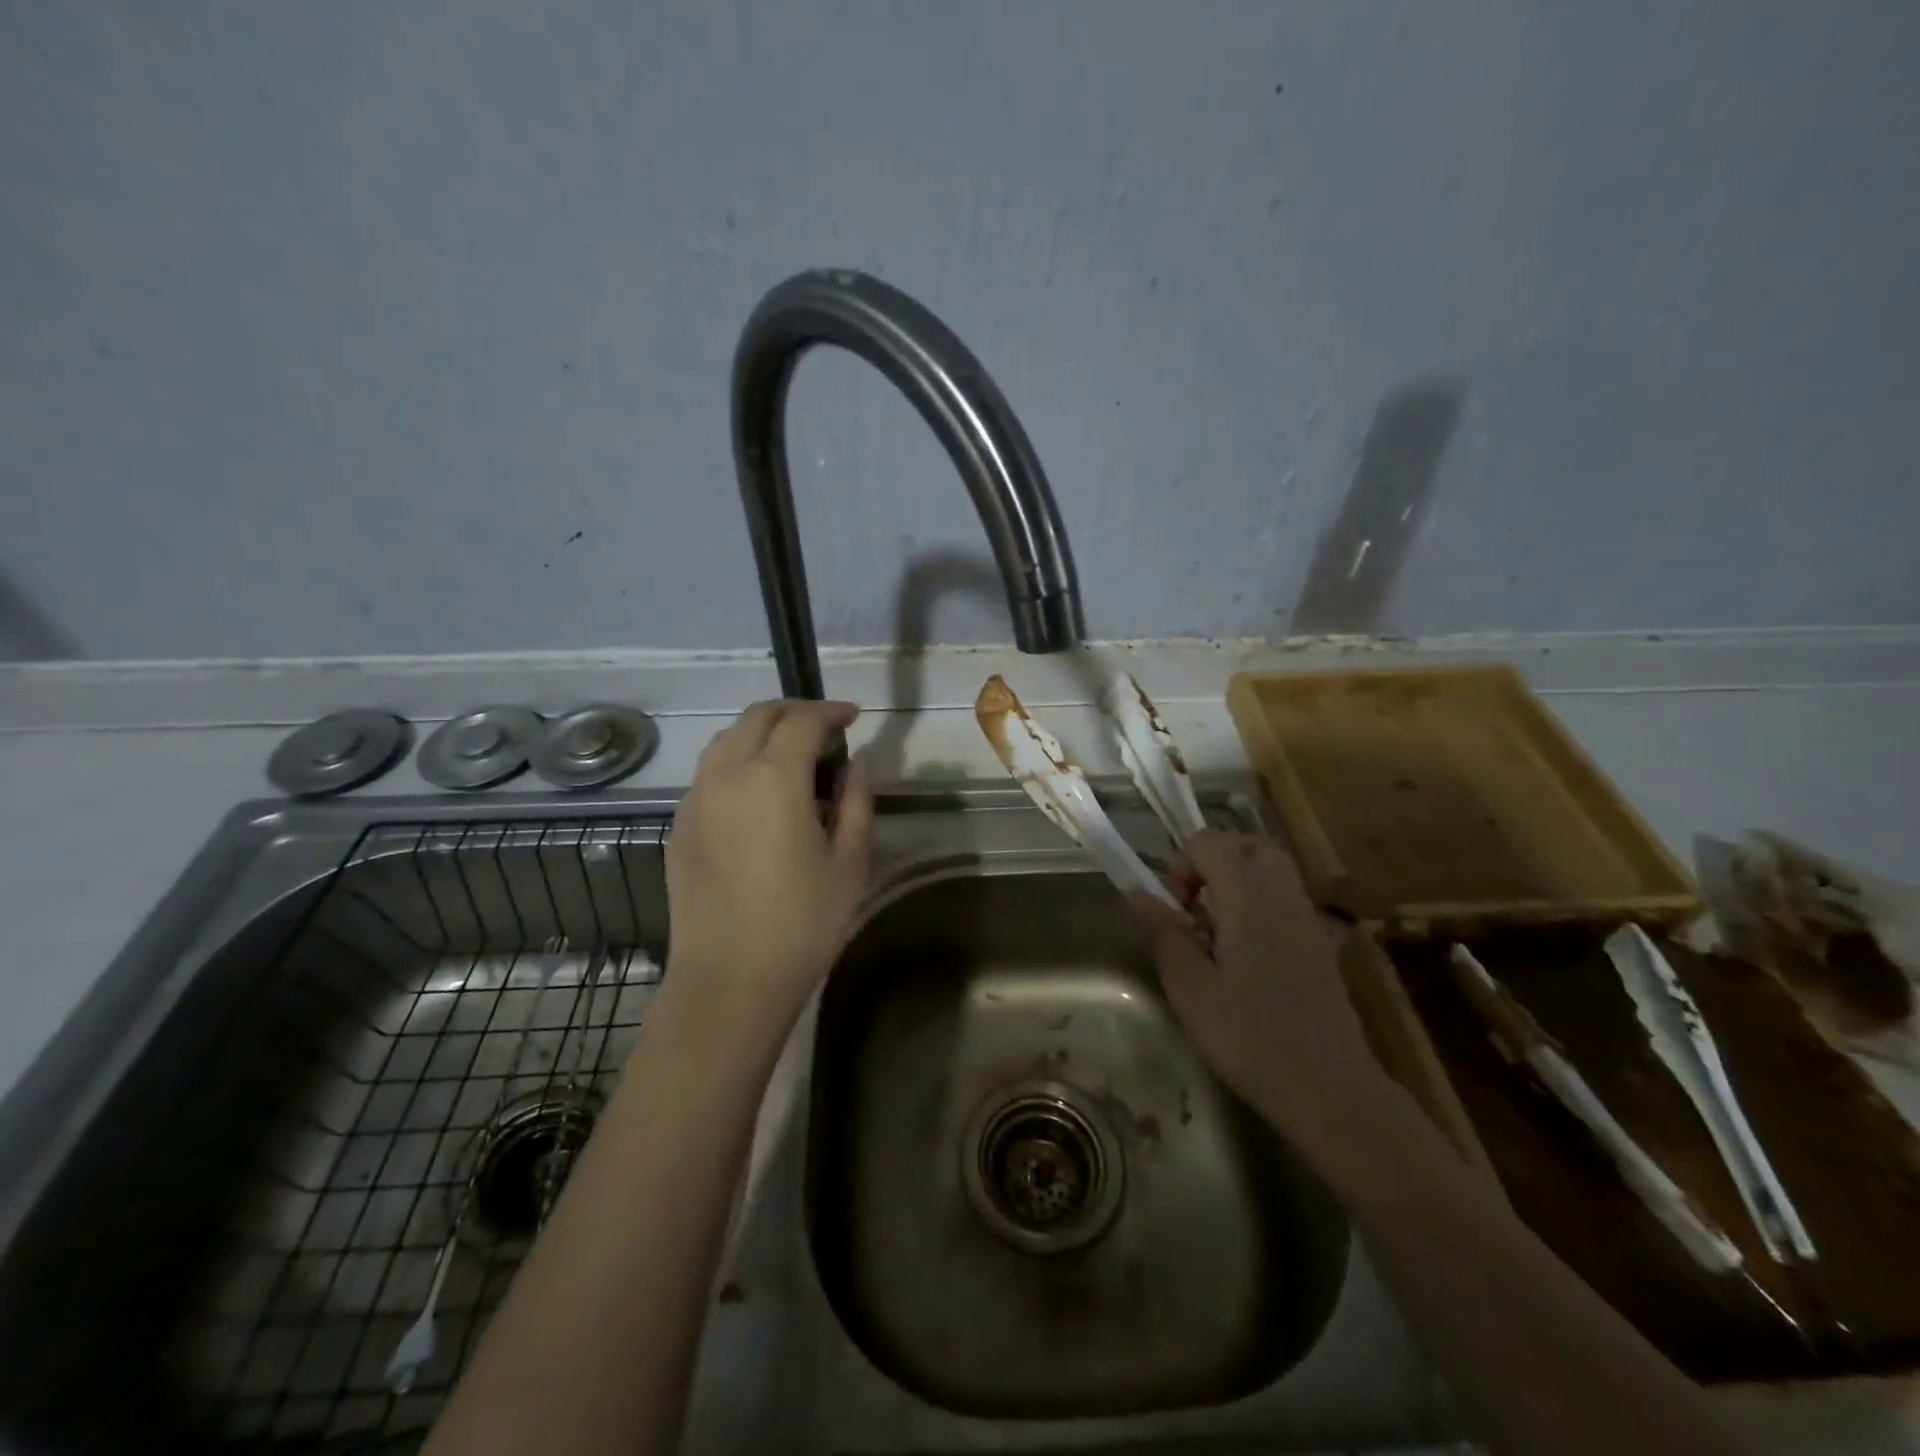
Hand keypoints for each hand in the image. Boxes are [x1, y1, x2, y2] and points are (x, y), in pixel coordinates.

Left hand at [663, 700, 873, 1033]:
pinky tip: (756, 793)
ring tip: (790, 755)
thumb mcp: (850, 862)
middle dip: (794, 712)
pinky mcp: (679, 825)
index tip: (852, 717)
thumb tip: (854, 765)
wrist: (729, 978)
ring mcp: (696, 798)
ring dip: (760, 733)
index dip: (831, 711)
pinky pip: (709, 773)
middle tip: (823, 728)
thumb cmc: (802, 922)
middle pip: (757, 717)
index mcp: (774, 777)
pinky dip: (736, 762)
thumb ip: (856, 802)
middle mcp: (727, 774)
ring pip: (726, 740)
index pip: (803, 720)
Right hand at [1132, 831, 1382, 1144]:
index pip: (1211, 842)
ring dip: (1237, 881)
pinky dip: (1259, 904)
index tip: (1176, 911)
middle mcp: (1284, 896)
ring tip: (1216, 930)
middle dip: (1215, 861)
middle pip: (1249, 844)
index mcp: (1250, 899)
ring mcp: (1308, 920)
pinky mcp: (1320, 945)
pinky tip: (1246, 956)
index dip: (1183, 865)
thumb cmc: (1250, 1038)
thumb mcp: (1189, 988)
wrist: (1330, 1090)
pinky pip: (1285, 898)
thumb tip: (1137, 893)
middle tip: (1196, 907)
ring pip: (1272, 869)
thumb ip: (1164, 933)